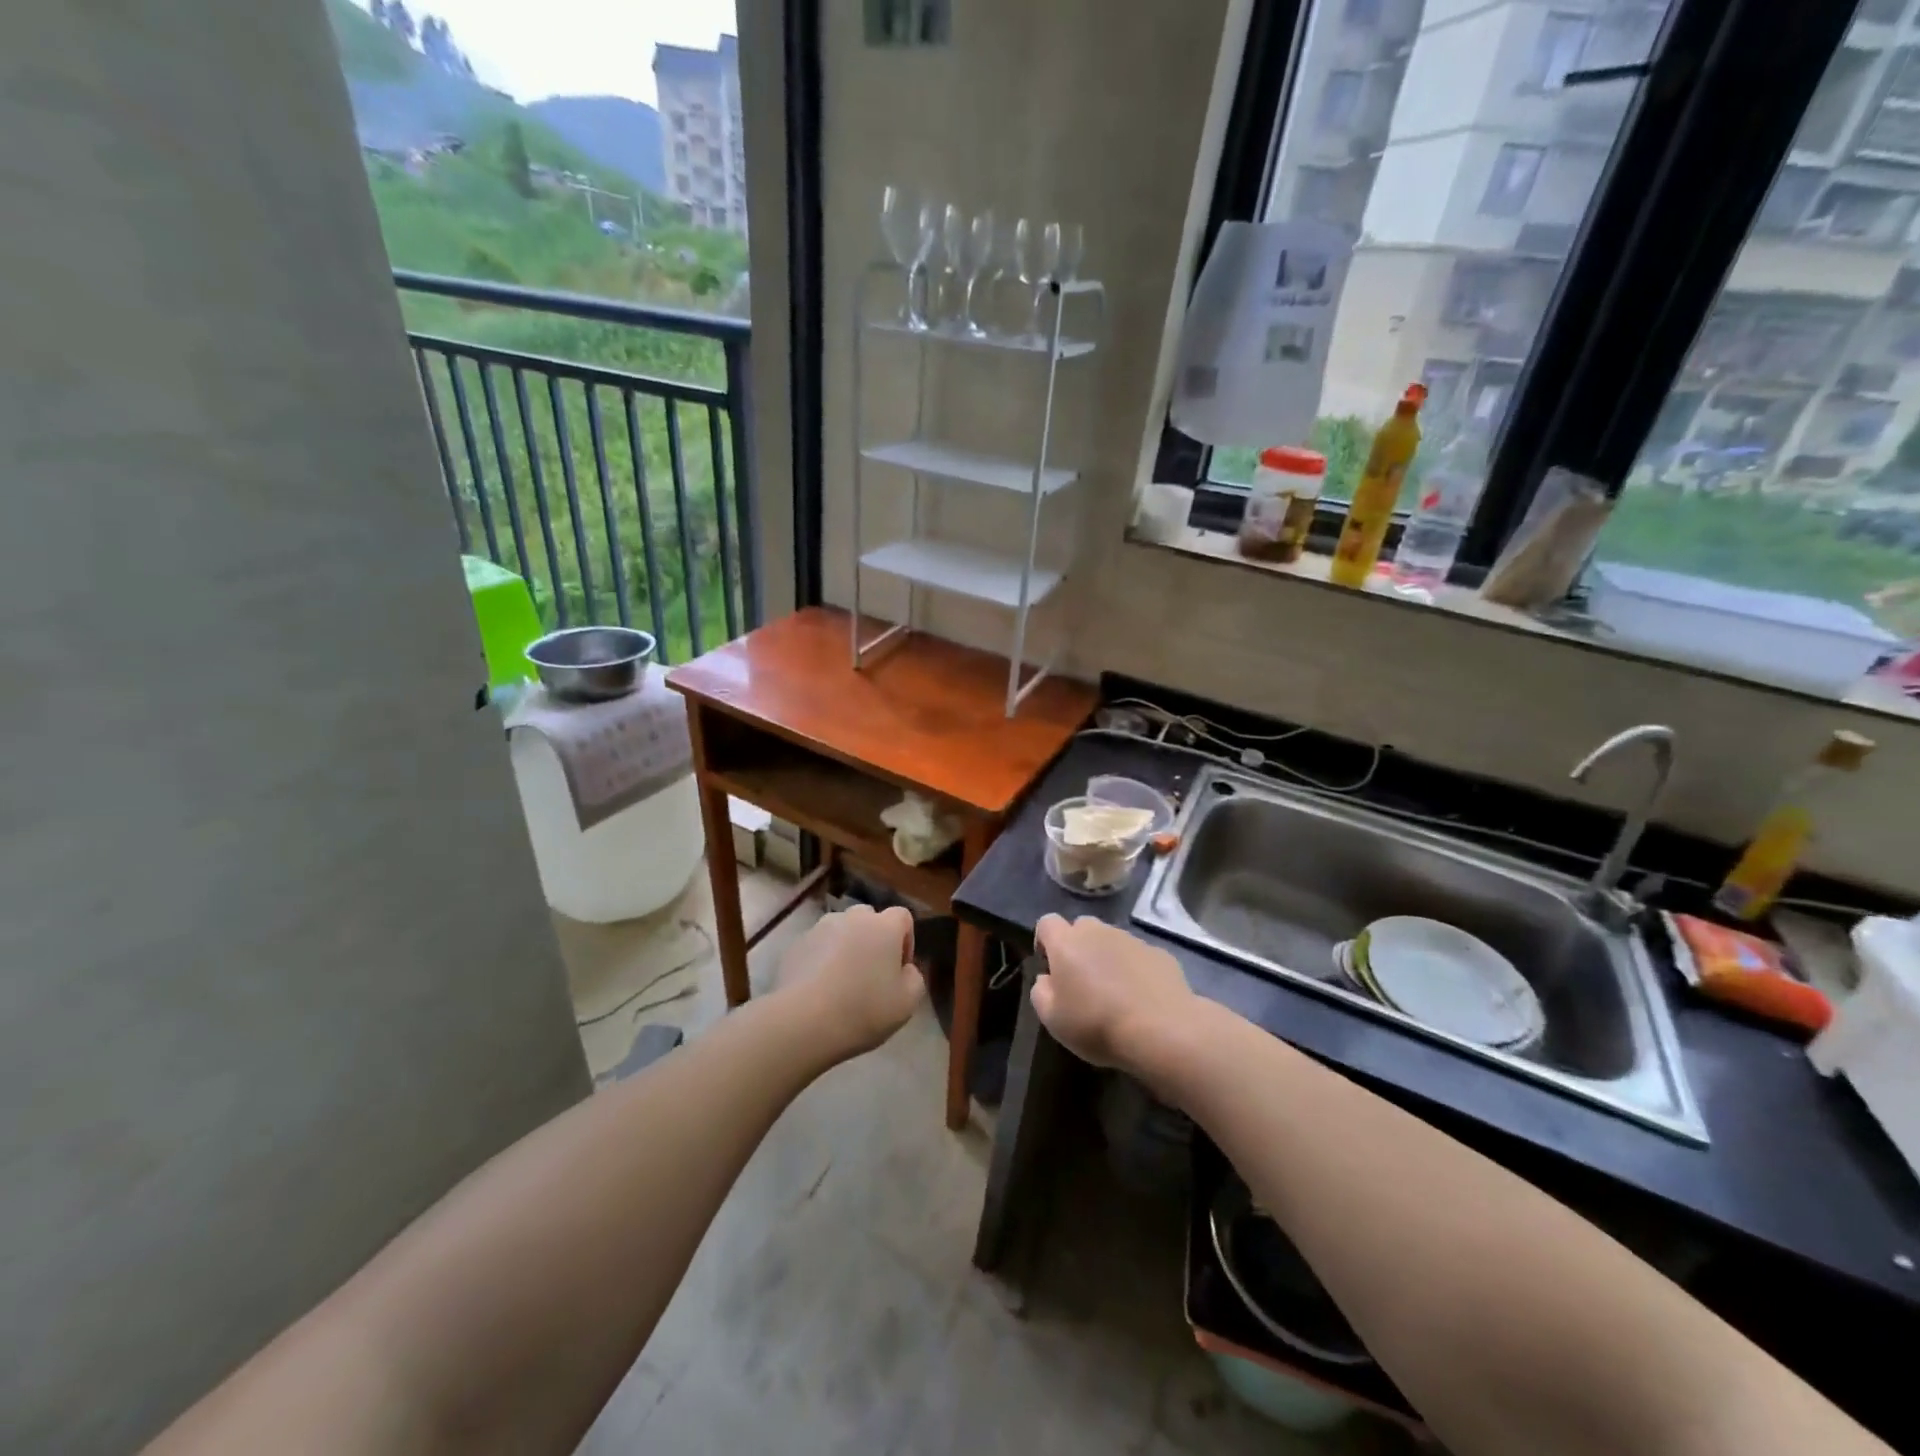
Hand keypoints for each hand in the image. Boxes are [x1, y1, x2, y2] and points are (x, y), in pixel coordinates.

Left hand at [778, 905, 924, 1061]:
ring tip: (841, 981)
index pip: (902, 917)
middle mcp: (852, 917)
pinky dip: (821, 959)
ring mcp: (820, 928)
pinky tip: (818, 988)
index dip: (905, 941)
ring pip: (840, 931)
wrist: (803, 1021)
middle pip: (869, 919)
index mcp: (884, 926)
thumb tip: (904, 969)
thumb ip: (914, 978)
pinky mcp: (796, 945)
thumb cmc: (863, 1009)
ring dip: (846, 947)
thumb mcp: (907, 1003)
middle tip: (871, 973)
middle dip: (873, 939)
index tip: (899, 969)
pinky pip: (817, 946)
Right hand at [1031, 915, 1195, 1071]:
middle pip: (1081, 928)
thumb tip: (1047, 979)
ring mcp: (1132, 940)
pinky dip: (1135, 970)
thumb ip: (1041, 991)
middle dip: (1078, 948)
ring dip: (1107, 959)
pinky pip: (1138, 956)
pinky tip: (1141, 999)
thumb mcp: (1052, 1019)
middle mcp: (1098, 931)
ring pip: (1111, 941)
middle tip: (1082, 982)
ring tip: (1115, 994)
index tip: (1050, 969)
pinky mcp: (1159, 953)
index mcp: (1067, 943)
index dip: (1044, 942)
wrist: (1162, 1031)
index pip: (1047, 922)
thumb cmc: (1097, 1024)